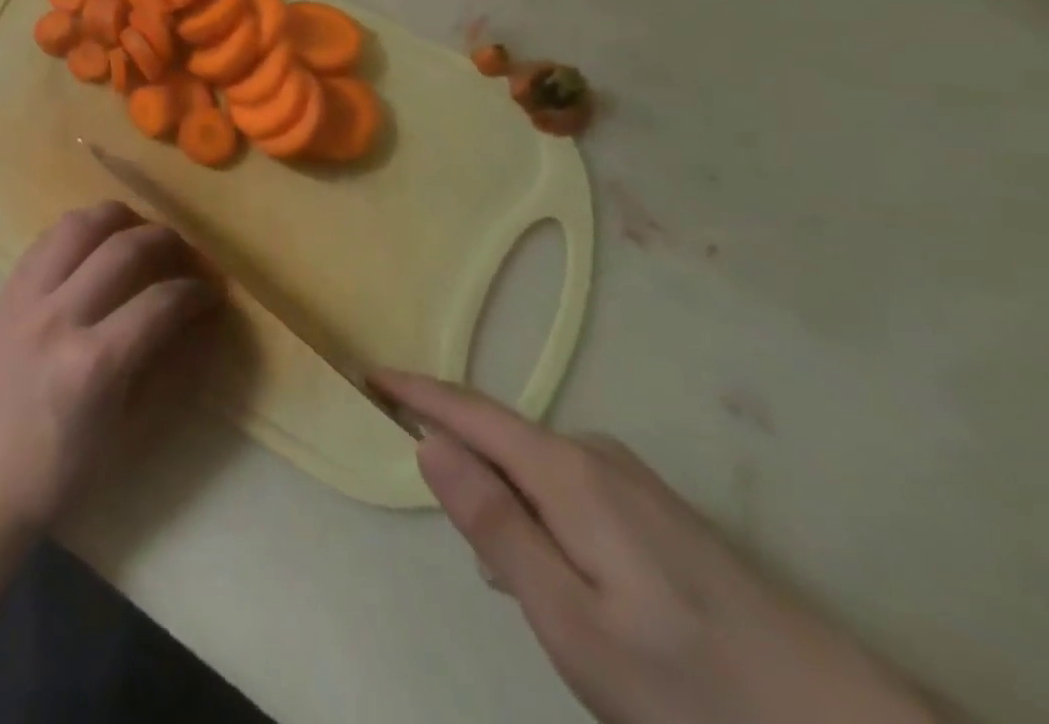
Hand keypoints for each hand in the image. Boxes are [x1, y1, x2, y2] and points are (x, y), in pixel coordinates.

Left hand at [0, 201, 217, 534]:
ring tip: (140, 230)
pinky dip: (79, 230)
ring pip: (79, 226)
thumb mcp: (126, 430)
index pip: (160, 302)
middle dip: (167, 241)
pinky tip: (95, 242)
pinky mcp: (5, 291)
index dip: (197, 291)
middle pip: (124, 249)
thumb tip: (198, 318)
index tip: (212, 291)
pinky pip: (46, 239)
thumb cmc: (61, 470)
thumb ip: (164, 365)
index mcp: (94, 364)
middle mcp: (59, 317)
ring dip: (119, 218)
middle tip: (185, 254)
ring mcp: (26, 298)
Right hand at [370, 372, 943, 723]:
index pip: (468, 412)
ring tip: (535, 592)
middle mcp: (596, 456)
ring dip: (512, 508)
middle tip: (479, 560)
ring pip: (539, 473)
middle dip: (467, 471)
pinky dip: (549, 520)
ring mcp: (635, 481)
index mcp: (566, 472)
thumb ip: (494, 525)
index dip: (415, 391)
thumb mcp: (570, 621)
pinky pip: (574, 492)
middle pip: (502, 441)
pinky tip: (580, 586)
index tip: (369, 374)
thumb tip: (428, 443)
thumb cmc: (689, 684)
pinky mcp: (661, 511)